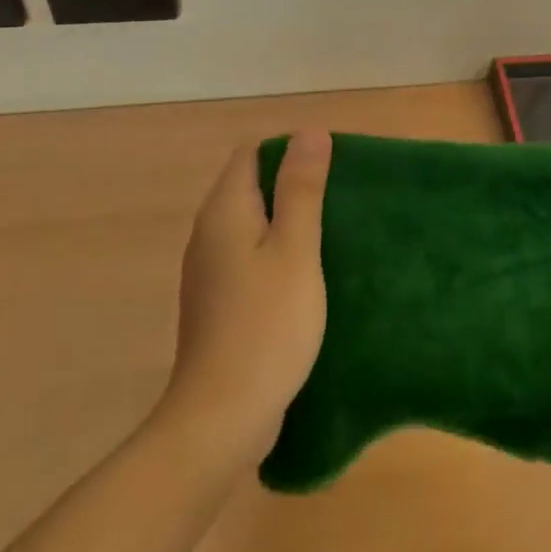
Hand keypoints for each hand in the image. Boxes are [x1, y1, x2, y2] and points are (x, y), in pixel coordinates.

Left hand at [159, 131, 332, 466]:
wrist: (222, 419)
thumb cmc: (267, 325)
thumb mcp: (296, 249)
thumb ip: (301, 189)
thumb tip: (309, 132)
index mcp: (224, 212)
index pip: (253, 154)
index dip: (291, 151)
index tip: (332, 170)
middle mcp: (209, 233)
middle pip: (251, 186)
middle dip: (294, 185)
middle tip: (341, 200)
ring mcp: (210, 271)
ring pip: (252, 224)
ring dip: (288, 222)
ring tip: (333, 233)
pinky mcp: (219, 302)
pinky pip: (250, 257)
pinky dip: (278, 253)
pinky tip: (308, 275)